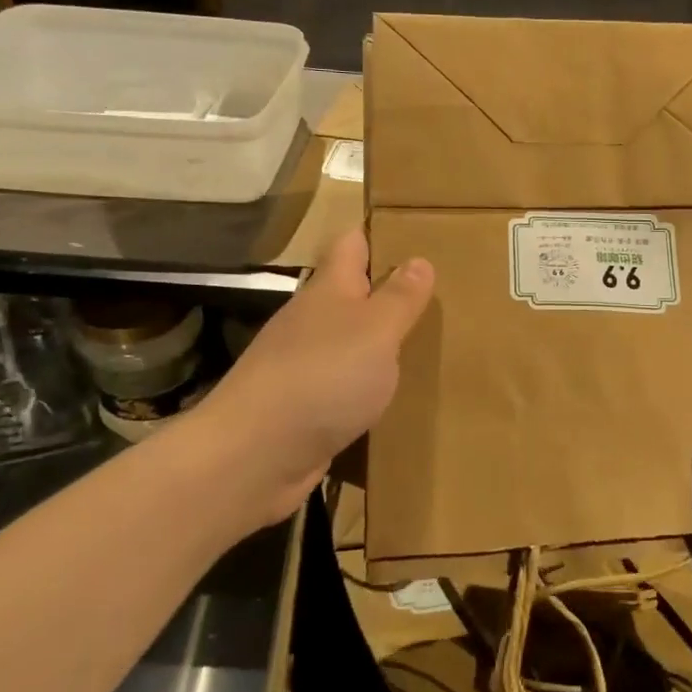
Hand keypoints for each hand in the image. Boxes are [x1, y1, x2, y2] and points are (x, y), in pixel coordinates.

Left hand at [179, 228, 433, 528]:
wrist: (253, 457)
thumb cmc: (322, 377)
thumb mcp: (376, 330)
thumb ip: (399, 297)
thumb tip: (419, 260)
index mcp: (329, 291)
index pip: (351, 244)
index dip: (378, 234)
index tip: (415, 234)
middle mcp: (312, 322)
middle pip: (351, 294)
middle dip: (388, 291)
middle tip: (438, 295)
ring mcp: (303, 366)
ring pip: (348, 342)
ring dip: (379, 343)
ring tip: (427, 347)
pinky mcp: (302, 409)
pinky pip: (343, 386)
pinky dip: (366, 387)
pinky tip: (393, 399)